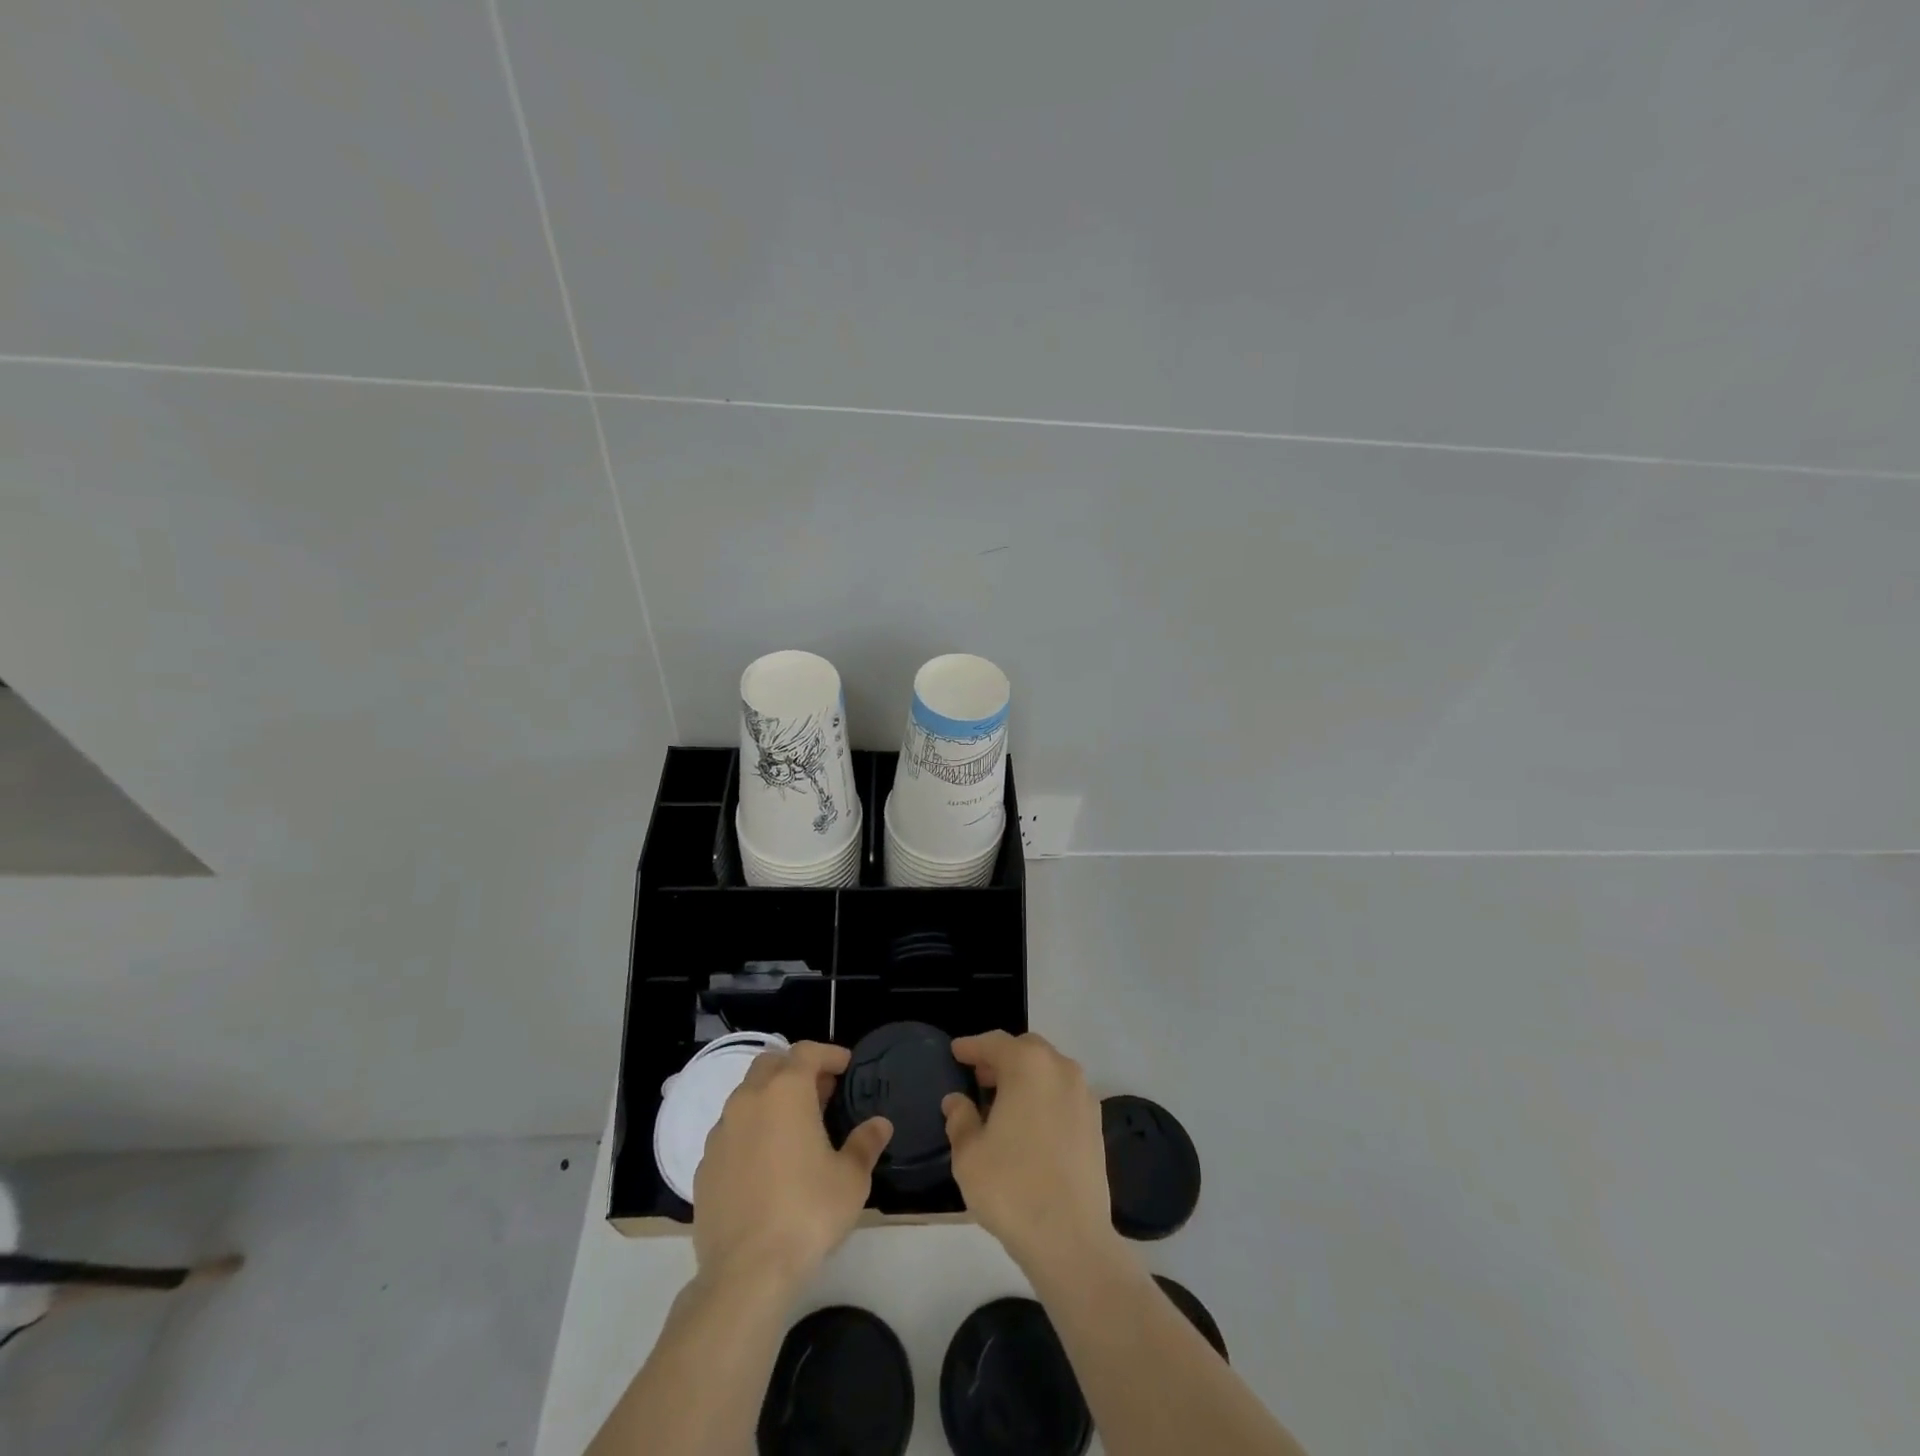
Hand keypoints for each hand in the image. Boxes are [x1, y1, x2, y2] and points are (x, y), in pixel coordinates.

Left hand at [693, 1041, 892, 1289]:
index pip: (807, 1051)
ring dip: (770, 1099)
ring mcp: (721, 1133)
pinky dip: (750, 1132)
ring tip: (794, 1128)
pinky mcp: (703, 1166)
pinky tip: (766, 1163)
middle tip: (821, 1093)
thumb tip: (880, 1124)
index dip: (829, 1054)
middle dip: (796, 1070)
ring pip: (746, 1096)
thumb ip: (866, 1143)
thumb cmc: (807, 1213)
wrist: (745, 1273)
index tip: (847, 1067)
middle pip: (771, 1064)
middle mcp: (748, 1100)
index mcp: (786, 1091)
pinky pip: (731, 1133)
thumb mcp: (851, 1179)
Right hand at [943, 1031, 1116, 1271]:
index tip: (956, 1051)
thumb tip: (957, 1101)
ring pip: (1049, 1070)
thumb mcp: (969, 1154)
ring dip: (1025, 1076)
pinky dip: (1044, 1096)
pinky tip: (1029, 1124)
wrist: (1071, 1239)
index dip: (971, 1047)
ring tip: (1002, 1101)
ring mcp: (1084, 1095)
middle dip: (1001, 1058)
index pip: (994, 1043)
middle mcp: (1061, 1069)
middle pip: (1026, 1049)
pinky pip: (1063, 1094)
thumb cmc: (1011, 1188)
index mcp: (1028, 1065)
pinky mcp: (1096, 1123)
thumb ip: (960, 1119)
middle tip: (978, 1076)